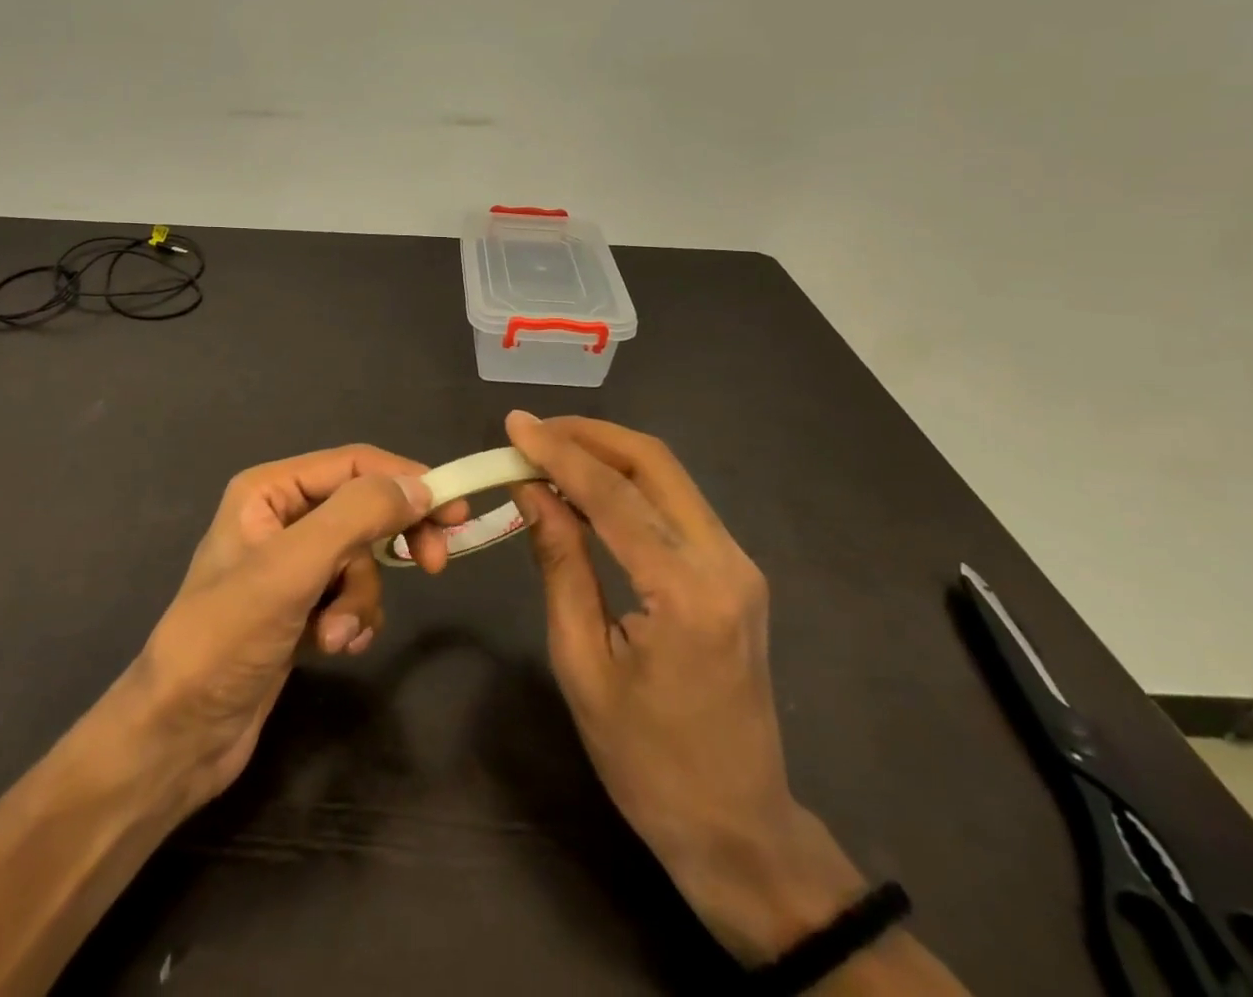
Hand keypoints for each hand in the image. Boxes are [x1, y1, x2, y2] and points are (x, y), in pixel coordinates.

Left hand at [125, 445, 468, 814]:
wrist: (178, 736)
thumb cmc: (227, 638)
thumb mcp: (292, 568)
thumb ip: (356, 516)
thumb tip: (419, 485)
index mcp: (269, 490)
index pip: (355, 464)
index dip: (407, 480)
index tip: (453, 512)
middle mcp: (281, 517)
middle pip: (363, 509)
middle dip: (391, 542)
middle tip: (434, 564)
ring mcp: (290, 566)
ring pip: (361, 560)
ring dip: (361, 598)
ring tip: (337, 635)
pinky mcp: (299, 608)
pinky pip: (350, 595)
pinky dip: (354, 619)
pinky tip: (335, 647)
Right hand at [504, 411, 867, 962]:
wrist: (739, 829)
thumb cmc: (647, 762)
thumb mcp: (582, 664)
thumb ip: (560, 564)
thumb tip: (531, 492)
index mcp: (687, 591)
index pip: (612, 494)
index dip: (557, 451)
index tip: (513, 423)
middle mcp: (725, 561)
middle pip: (653, 462)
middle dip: (588, 435)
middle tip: (532, 432)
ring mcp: (738, 564)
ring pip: (669, 476)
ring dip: (608, 453)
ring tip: (549, 452)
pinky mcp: (735, 572)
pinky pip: (677, 504)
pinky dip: (629, 484)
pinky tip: (588, 491)